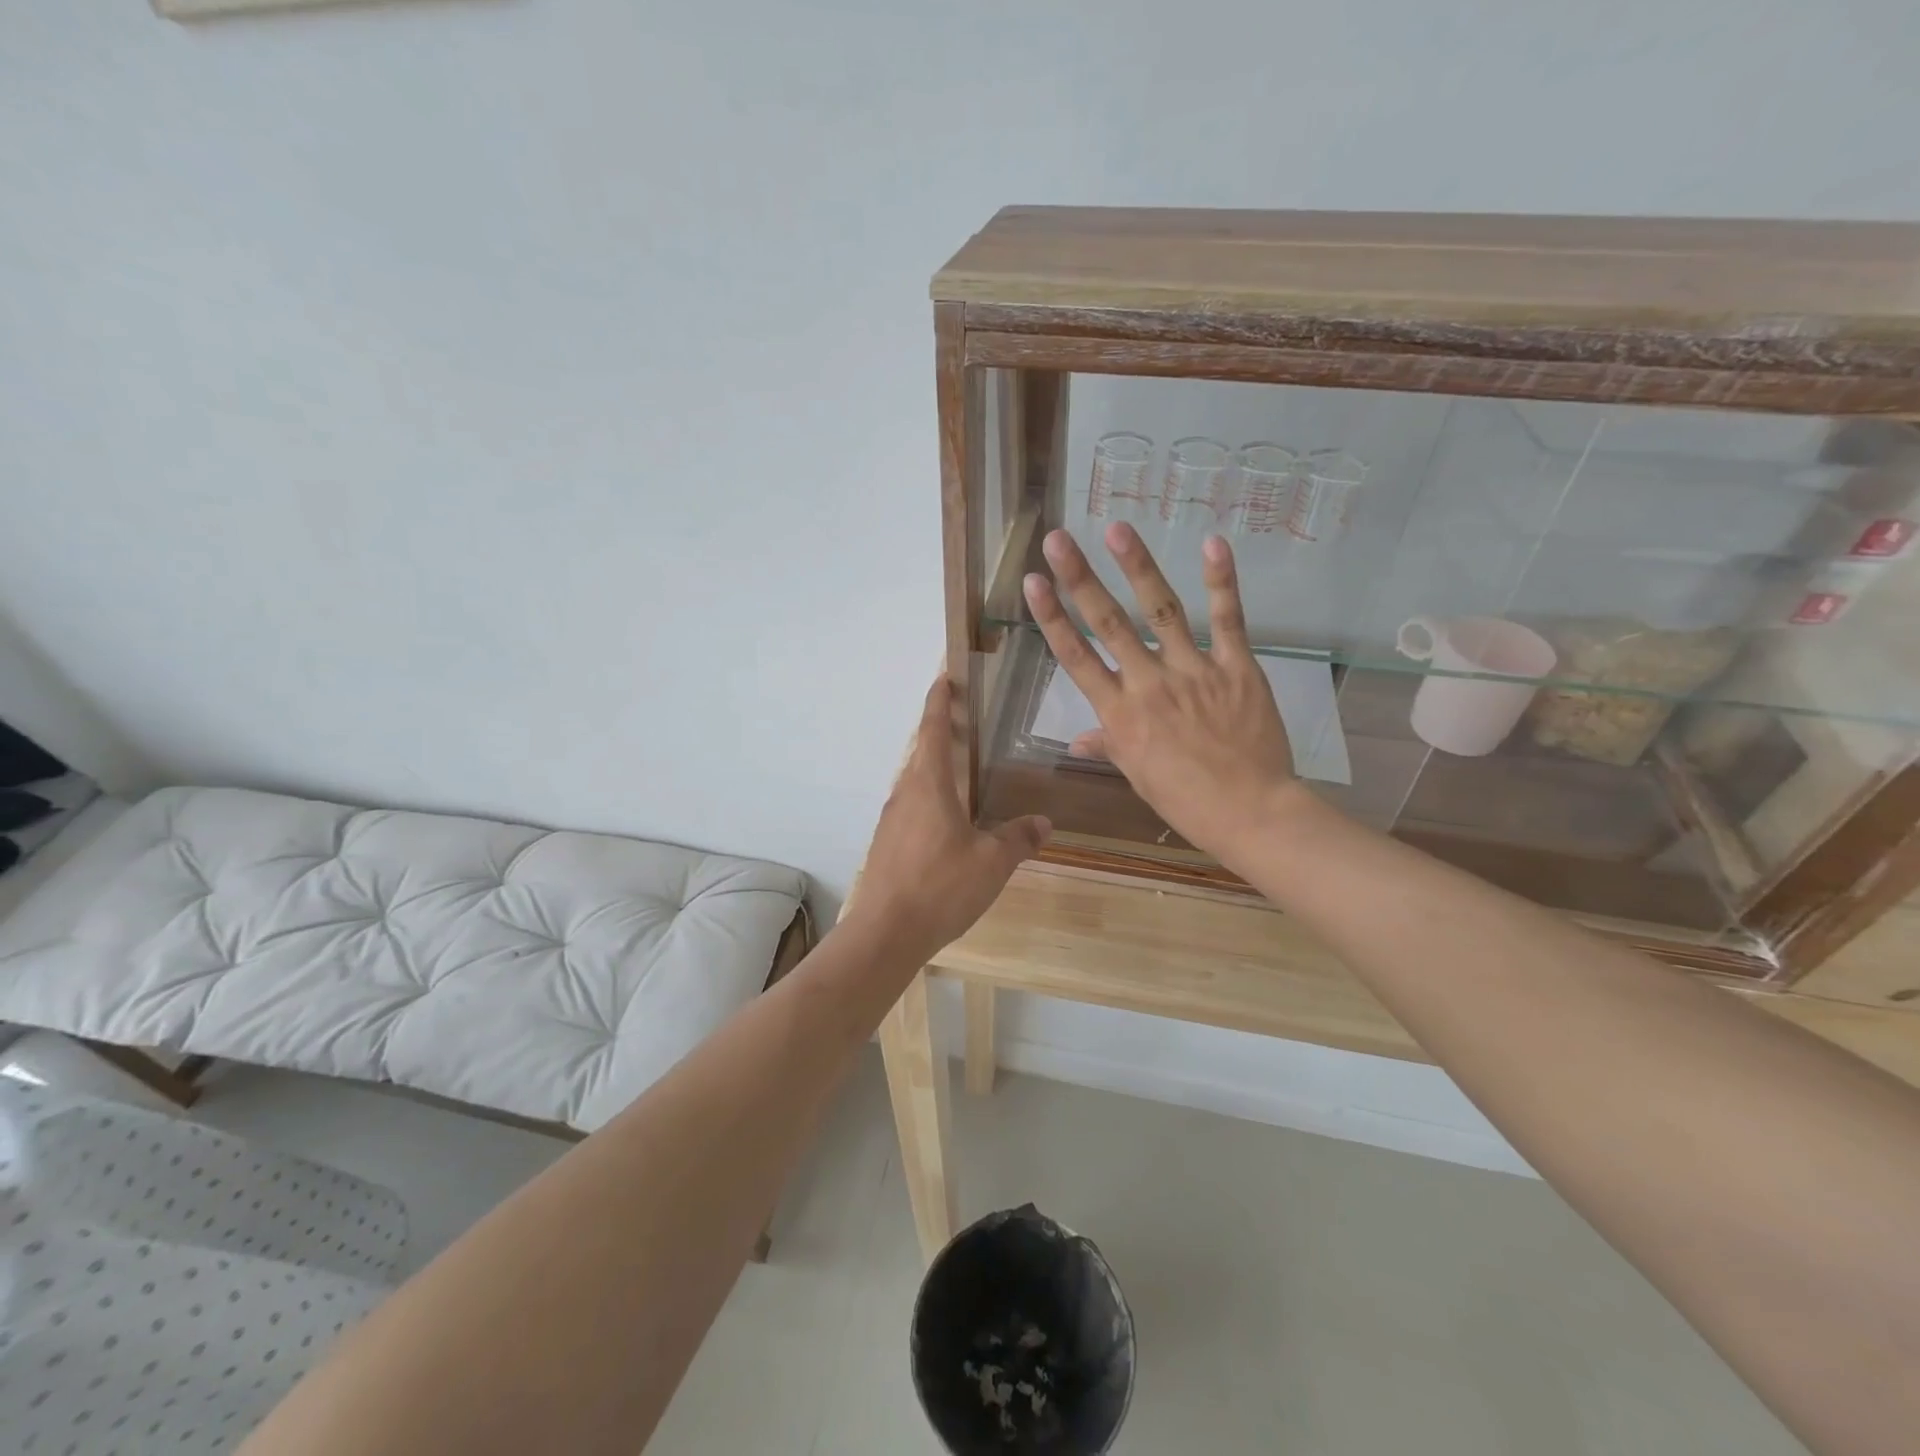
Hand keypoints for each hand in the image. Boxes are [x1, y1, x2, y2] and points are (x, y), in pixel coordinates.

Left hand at [850, 676, 1050, 960]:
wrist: (886, 932)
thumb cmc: (941, 886)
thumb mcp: (991, 863)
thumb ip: (1018, 839)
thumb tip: (1044, 822)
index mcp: (929, 785)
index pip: (932, 729)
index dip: (939, 701)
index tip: (944, 677)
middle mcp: (905, 793)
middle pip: (922, 752)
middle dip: (941, 732)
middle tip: (966, 722)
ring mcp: (891, 819)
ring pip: (915, 782)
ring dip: (935, 768)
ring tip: (963, 772)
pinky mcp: (887, 843)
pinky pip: (911, 807)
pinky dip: (930, 798)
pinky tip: (948, 822)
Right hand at [1021, 524, 1302, 863]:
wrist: (1250, 812)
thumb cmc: (1185, 800)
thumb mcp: (1138, 775)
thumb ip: (1109, 746)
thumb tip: (1077, 741)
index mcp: (1120, 714)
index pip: (1076, 657)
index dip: (1052, 618)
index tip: (1033, 582)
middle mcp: (1149, 684)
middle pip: (1108, 624)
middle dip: (1079, 579)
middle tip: (1057, 539)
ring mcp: (1194, 671)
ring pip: (1160, 611)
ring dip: (1138, 567)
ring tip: (1117, 529)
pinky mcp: (1236, 667)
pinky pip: (1229, 620)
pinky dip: (1221, 582)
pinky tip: (1212, 544)